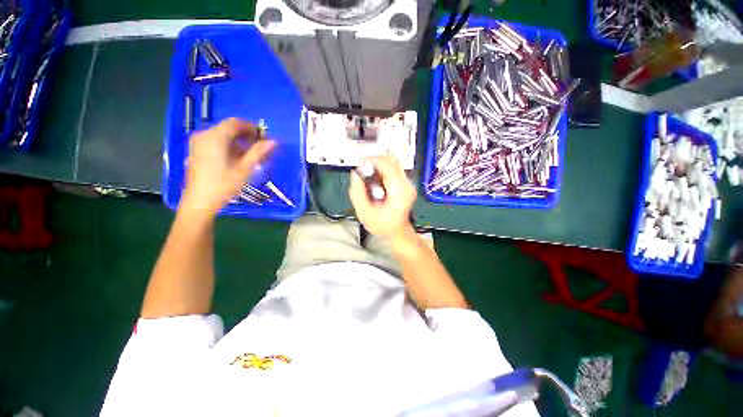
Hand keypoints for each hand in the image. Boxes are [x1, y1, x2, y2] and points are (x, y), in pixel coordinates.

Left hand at [181, 118, 274, 215]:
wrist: (199, 202)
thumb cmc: (223, 185)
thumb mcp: (244, 169)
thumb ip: (258, 152)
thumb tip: (273, 141)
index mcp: (214, 137)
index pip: (236, 123)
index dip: (253, 128)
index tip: (266, 138)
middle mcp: (204, 135)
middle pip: (229, 128)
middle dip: (247, 135)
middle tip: (262, 147)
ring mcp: (199, 143)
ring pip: (223, 135)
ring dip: (240, 141)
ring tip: (253, 154)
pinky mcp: (198, 151)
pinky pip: (217, 141)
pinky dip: (230, 145)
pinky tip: (239, 157)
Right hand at [349, 155, 415, 239]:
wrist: (397, 231)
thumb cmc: (383, 225)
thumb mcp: (364, 213)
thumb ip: (357, 193)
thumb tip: (355, 175)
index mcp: (399, 192)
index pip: (387, 165)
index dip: (371, 160)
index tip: (359, 164)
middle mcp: (407, 185)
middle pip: (391, 160)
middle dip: (374, 162)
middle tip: (363, 173)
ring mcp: (408, 183)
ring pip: (392, 162)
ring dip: (377, 167)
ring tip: (369, 181)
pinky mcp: (405, 183)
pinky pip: (393, 168)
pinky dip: (381, 171)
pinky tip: (376, 183)